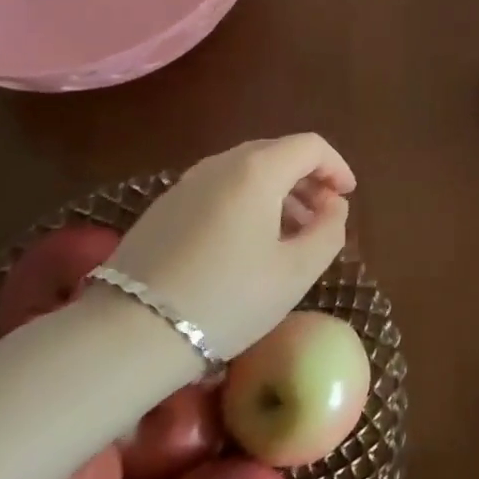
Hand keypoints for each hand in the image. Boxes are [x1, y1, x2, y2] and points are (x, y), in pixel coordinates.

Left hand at [105, 134, 355, 361]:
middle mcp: (221, 163)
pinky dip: (246, 202)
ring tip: (289, 234)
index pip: (309, 146)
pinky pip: (219, 188)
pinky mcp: (164, 206)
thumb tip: (335, 206)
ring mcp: (187, 183)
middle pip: (277, 153)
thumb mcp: (296, 272)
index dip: (336, 166)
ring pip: (246, 171)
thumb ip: (329, 231)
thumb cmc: (228, 299)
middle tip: (322, 217)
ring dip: (277, 192)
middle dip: (307, 179)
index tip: (347, 197)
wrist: (131, 332)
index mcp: (257, 170)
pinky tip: (247, 244)